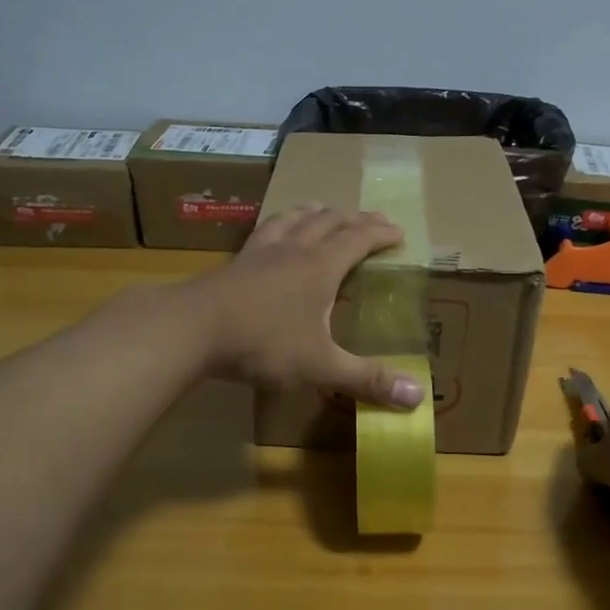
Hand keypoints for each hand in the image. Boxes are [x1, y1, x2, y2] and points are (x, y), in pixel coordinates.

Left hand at [193, 207, 425, 408]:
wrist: (192, 329)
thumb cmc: (263, 344)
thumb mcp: (320, 367)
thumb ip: (367, 380)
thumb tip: (418, 398)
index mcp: (320, 267)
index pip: (358, 239)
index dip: (381, 232)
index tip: (398, 231)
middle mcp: (294, 249)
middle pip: (329, 221)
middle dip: (354, 219)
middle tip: (371, 220)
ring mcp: (261, 251)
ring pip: (294, 219)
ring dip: (315, 213)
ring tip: (324, 211)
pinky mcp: (235, 261)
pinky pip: (264, 231)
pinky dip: (279, 224)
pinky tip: (272, 233)